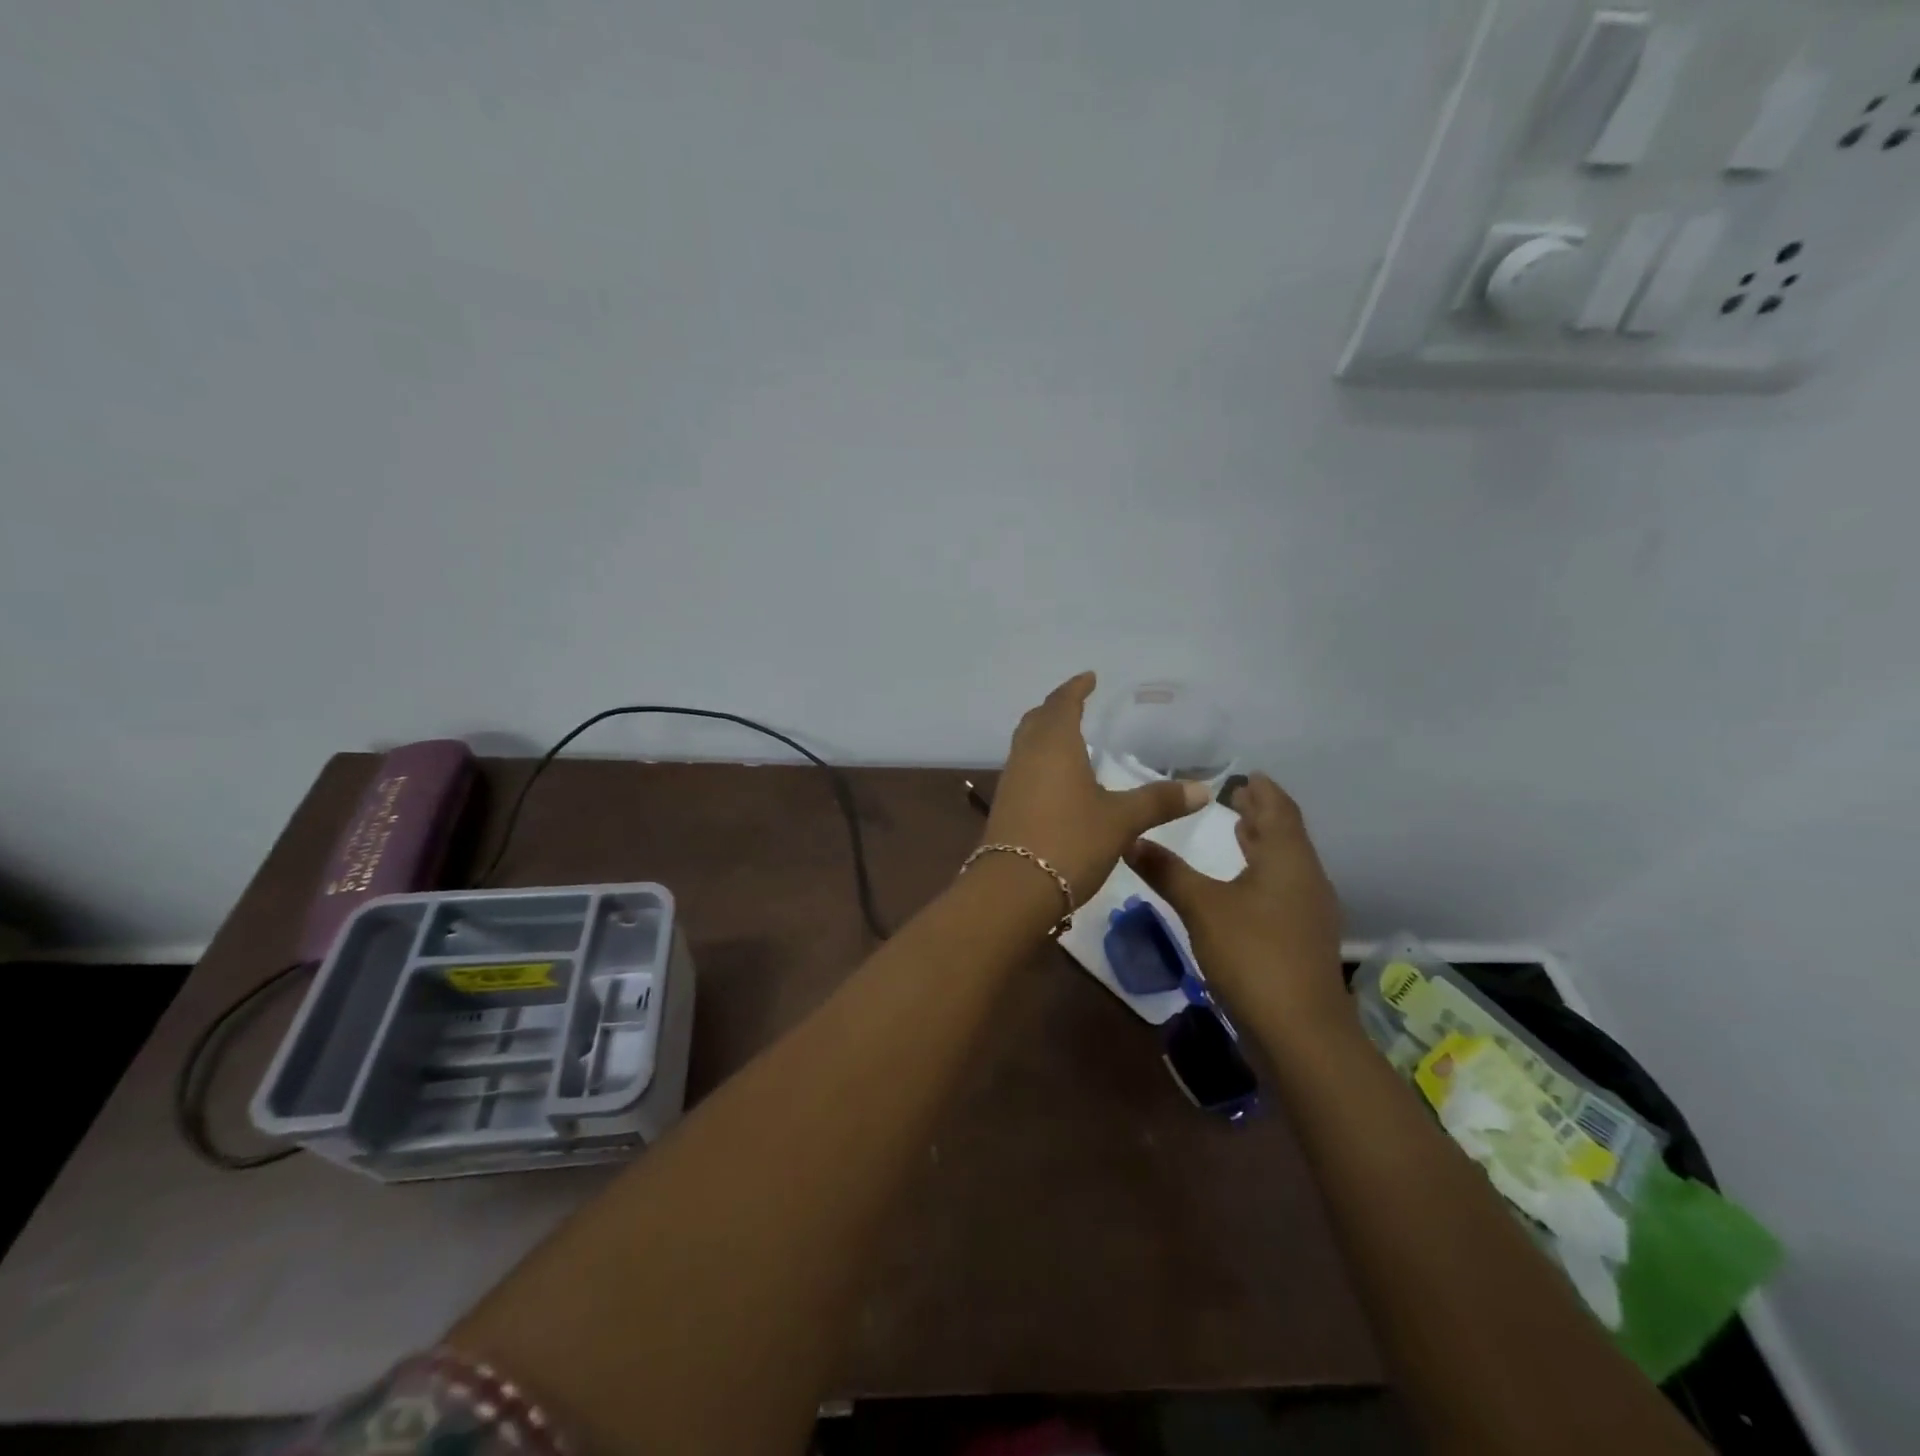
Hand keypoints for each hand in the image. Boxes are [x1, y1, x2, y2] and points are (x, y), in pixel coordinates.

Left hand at [986, 672, 1210, 903]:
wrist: (1014, 888)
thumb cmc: (1071, 841)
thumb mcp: (1121, 821)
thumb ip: (1159, 801)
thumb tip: (1203, 790)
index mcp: (1054, 745)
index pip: (1063, 703)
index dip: (1076, 688)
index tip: (1089, 678)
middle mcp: (1027, 755)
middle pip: (1037, 719)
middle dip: (1056, 707)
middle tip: (1076, 703)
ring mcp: (1011, 781)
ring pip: (1026, 744)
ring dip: (1044, 733)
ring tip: (1068, 737)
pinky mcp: (1005, 806)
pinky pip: (1023, 768)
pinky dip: (1039, 760)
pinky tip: (1055, 779)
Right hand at [1126, 773, 1344, 1022]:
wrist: (1300, 1033)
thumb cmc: (1253, 955)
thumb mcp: (1201, 907)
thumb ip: (1167, 871)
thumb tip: (1130, 839)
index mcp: (1288, 859)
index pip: (1280, 809)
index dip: (1263, 790)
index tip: (1245, 774)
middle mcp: (1306, 878)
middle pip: (1286, 835)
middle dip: (1262, 814)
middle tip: (1235, 797)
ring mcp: (1308, 912)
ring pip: (1286, 864)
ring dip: (1263, 844)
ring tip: (1238, 831)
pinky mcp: (1301, 940)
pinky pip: (1283, 890)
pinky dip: (1262, 873)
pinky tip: (1241, 886)